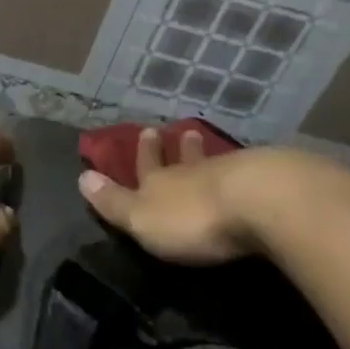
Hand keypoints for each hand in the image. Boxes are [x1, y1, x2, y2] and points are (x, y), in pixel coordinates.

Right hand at [78, 125, 263, 264]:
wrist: (259, 203)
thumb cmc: (192, 218)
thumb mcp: (142, 218)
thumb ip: (114, 202)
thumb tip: (82, 177)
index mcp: (160, 183)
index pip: (147, 165)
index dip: (145, 153)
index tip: (146, 131)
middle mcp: (194, 173)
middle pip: (184, 158)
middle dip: (178, 148)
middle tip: (181, 130)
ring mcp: (232, 174)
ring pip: (214, 162)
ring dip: (206, 153)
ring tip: (204, 140)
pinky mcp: (267, 184)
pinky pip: (246, 173)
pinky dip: (240, 171)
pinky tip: (246, 169)